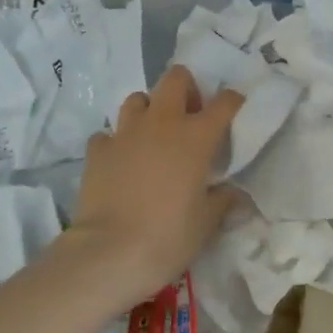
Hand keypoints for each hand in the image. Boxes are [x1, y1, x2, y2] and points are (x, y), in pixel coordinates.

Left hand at [62, 65, 244, 310]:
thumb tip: (235, 195)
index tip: (235, 111)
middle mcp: (162, 123)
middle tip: (190, 116)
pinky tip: (120, 161)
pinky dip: (116, 142)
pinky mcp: (97, 150)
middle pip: (176, 78)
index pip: (225, 102)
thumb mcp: (206, 224)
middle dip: (186, 89)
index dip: (233, 102)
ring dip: (149, 110)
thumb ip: (223, 201)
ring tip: (153, 136)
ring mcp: (126, 132)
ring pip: (138, 99)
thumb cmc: (168, 237)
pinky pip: (108, 134)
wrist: (109, 254)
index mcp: (196, 136)